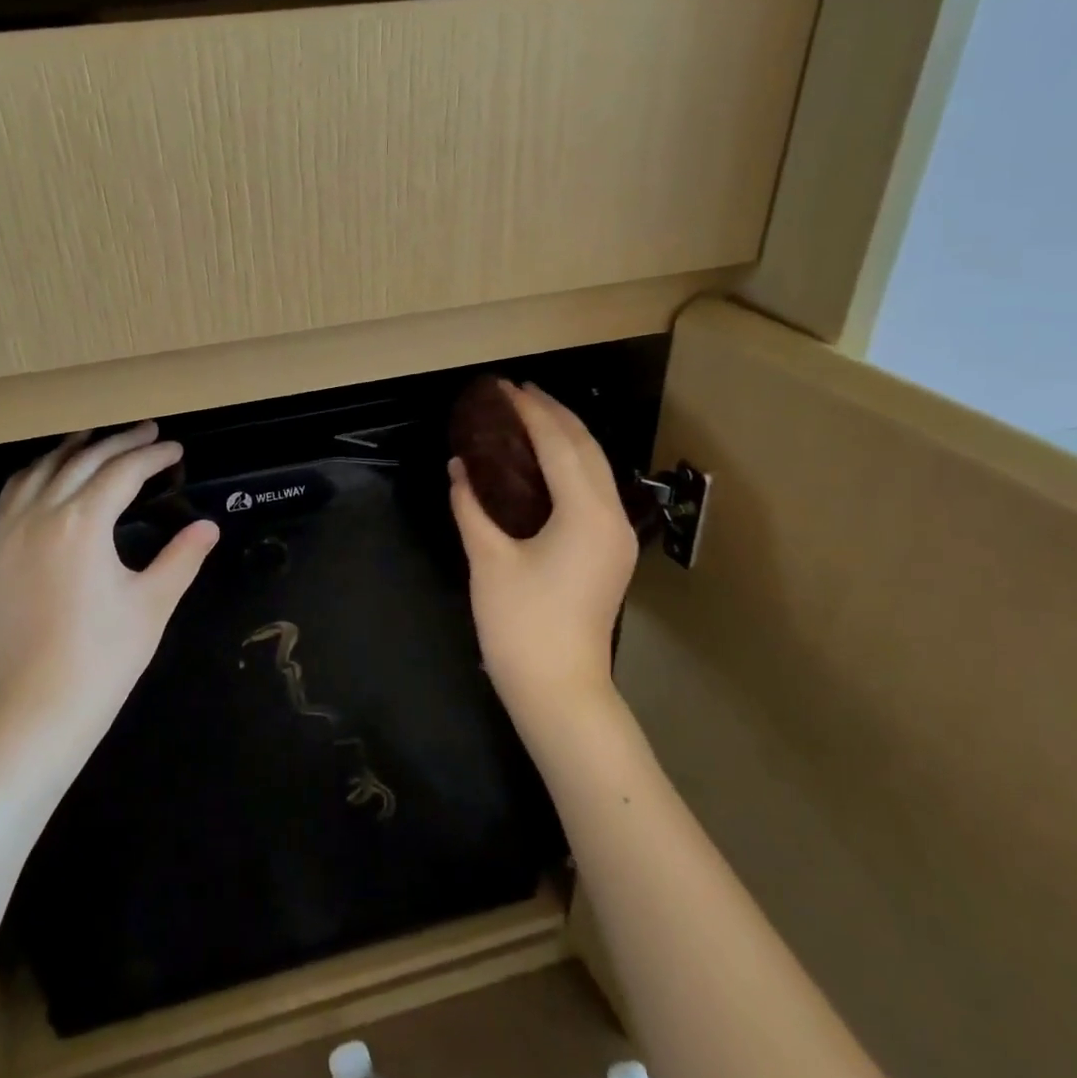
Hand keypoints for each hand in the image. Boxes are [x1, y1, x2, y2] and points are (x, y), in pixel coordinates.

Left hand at [0, 422, 218, 755]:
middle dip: (118, 443)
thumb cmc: (103, 658)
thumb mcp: (152, 603)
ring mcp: (9, 534)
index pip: (122, 472)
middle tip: (147, 433)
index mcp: (82, 524)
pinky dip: (36, 475)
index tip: (175, 450)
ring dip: (71, 450)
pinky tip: (48, 478)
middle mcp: (41, 516)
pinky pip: (12, 496)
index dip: (152, 456)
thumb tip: (208, 526)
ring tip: (95, 438)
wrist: (36, 709)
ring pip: (40, 471)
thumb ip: (182, 557)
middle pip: (82, 462)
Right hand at [449, 383, 638, 728]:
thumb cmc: (521, 625)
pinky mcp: (611, 551)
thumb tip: (459, 467)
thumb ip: (471, 505)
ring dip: (566, 436)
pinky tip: (546, 460)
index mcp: (586, 514)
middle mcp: (612, 516)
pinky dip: (571, 463)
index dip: (530, 412)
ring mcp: (617, 535)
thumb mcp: (488, 560)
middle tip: (518, 393)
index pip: (558, 445)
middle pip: (587, 448)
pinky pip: (595, 489)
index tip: (503, 388)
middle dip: (555, 414)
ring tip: (532, 415)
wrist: (559, 689)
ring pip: (597, 467)